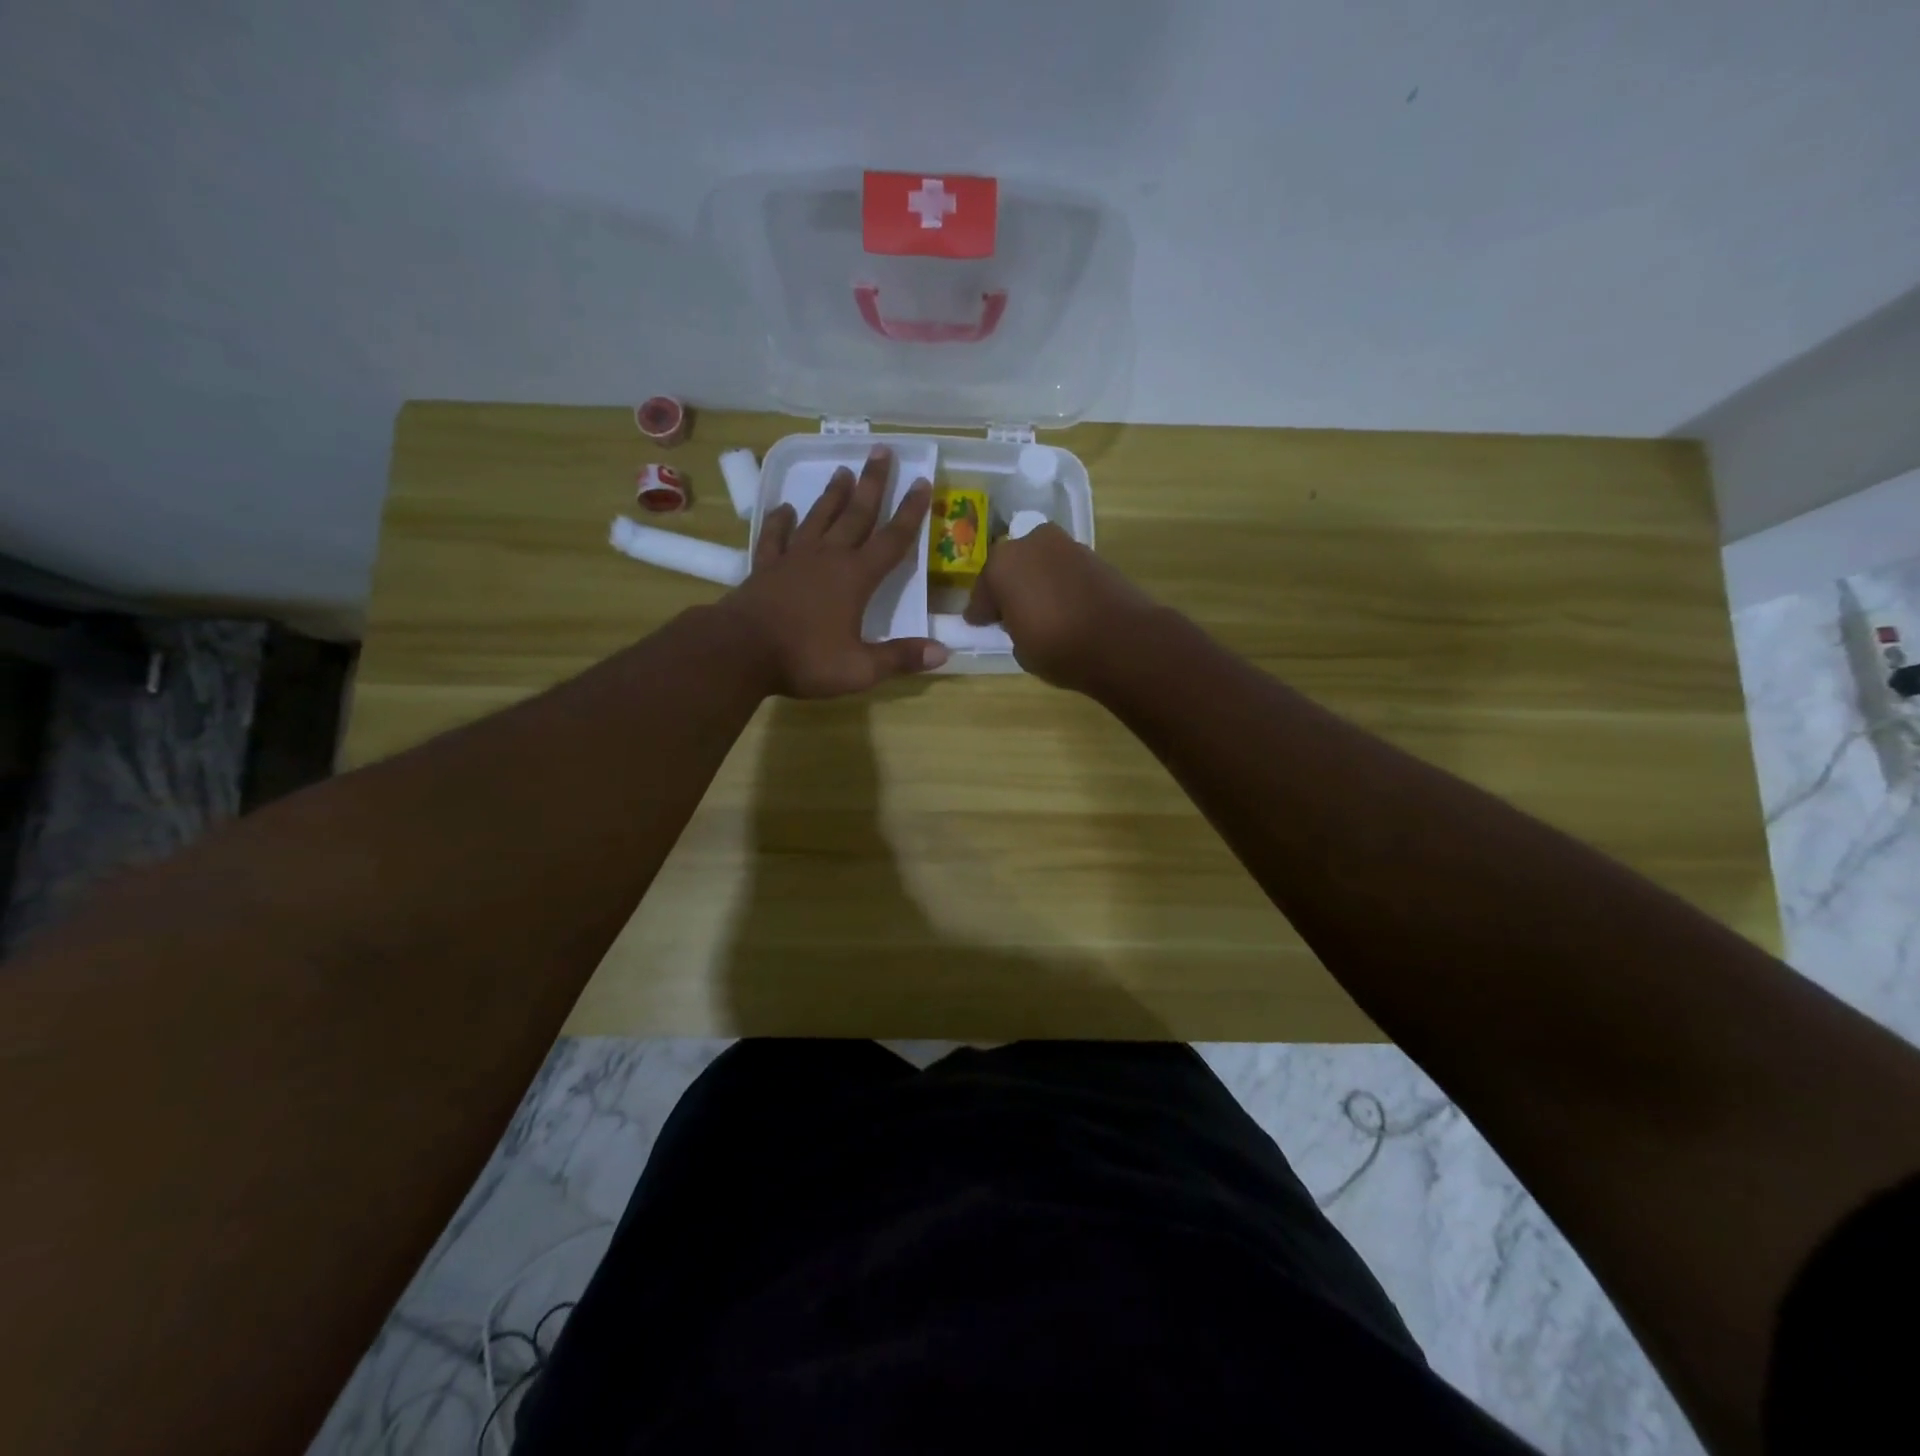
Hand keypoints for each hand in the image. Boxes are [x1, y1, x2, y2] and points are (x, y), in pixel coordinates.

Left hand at [719, 446, 948, 698]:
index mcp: (856, 578)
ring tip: (842, 470)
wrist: (740, 651)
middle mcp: (828, 558)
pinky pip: (775, 536)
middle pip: (856, 514)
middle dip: (873, 484)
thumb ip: (900, 658)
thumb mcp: (860, 668)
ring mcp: (793, 558)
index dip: (910, 512)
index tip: (922, 482)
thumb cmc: (805, 659)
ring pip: (819, 517)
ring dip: (833, 495)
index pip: (892, 539)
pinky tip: (783, 508)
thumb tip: (943, 653)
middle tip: (881, 451)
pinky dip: (780, 520)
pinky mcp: (765, 567)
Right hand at [963, 524, 1158, 691]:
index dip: (981, 612)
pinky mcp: (1093, 554)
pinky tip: (1063, 605)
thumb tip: (1022, 620)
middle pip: (1011, 568)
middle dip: (1009, 588)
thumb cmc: (1059, 648)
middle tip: (1009, 614)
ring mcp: (1064, 545)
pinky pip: (1063, 569)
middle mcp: (1030, 545)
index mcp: (1001, 566)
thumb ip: (1013, 627)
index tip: (979, 624)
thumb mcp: (1021, 649)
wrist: (1121, 640)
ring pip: (1039, 564)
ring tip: (1039, 610)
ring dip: (1036, 582)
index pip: (983, 592)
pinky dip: (1059, 583)